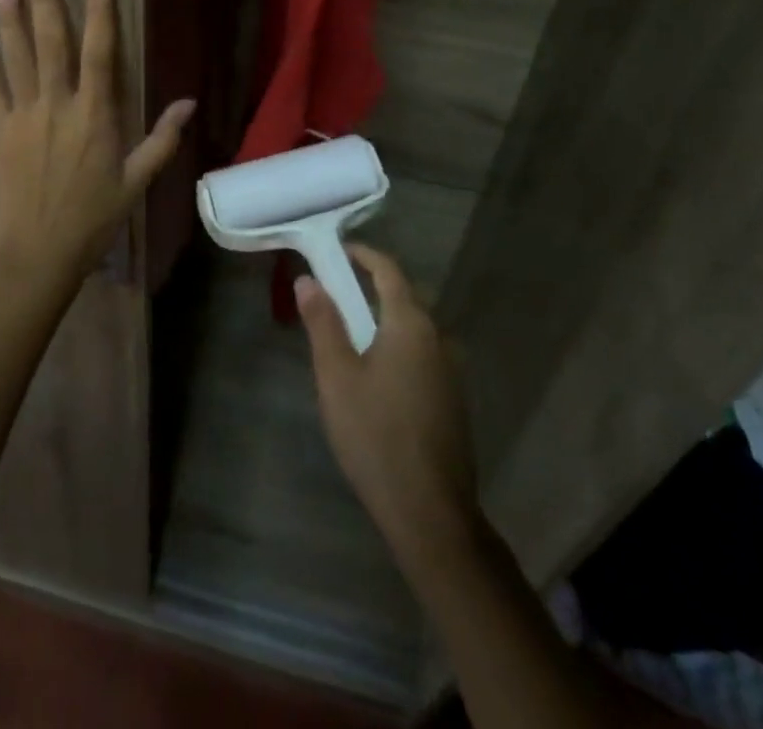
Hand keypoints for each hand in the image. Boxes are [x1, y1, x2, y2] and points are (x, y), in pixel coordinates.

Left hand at [0, 0, 193, 288]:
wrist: (37, 255)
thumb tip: (189, 102)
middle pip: (51, 42)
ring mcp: (22, 116)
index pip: (100, 52)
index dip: (100, 10)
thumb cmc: (93, 220)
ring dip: (9, 17)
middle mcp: (57, 106)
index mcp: (95, 116)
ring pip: (16, 57)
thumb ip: (163, 140)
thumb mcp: (137, 183)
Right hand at [296, 245, 481, 566]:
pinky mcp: (453, 399)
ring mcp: (452, 371)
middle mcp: (438, 338)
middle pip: (405, 297)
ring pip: (415, 328)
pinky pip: (423, 354)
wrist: (430, 512)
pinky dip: (398, 345)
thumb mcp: (337, 376)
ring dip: (385, 318)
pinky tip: (377, 373)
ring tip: (350, 331)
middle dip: (372, 286)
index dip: (364, 255)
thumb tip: (308, 280)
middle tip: (336, 291)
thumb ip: (323, 323)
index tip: (338, 250)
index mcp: (411, 325)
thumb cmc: (376, 435)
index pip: (389, 271)